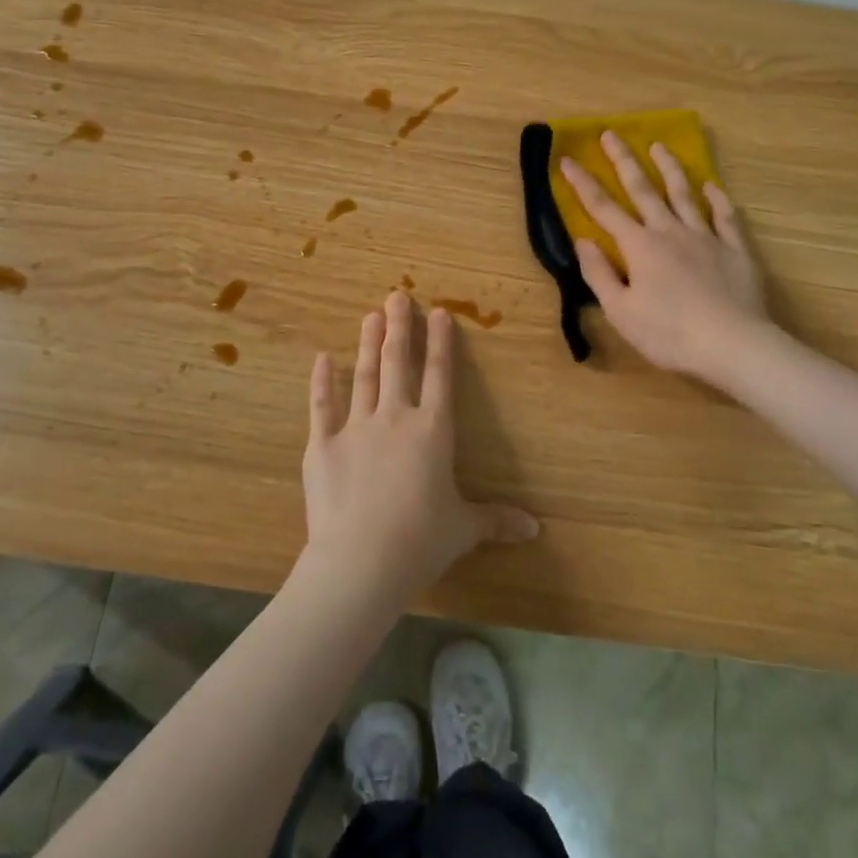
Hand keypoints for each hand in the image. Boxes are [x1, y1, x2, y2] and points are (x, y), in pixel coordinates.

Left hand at [301, 292, 538, 600]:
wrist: (361, 562)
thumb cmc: (421, 541)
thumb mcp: (464, 529)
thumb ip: (496, 521)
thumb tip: (536, 529)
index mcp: (433, 431)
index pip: (440, 375)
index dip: (440, 342)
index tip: (438, 312)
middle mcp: (396, 418)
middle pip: (398, 363)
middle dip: (399, 327)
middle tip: (397, 295)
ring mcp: (356, 427)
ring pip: (364, 375)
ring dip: (368, 343)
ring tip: (370, 315)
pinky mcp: (323, 445)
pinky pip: (322, 406)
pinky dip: (322, 382)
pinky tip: (321, 358)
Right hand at [560, 130, 769, 381]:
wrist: (733, 344)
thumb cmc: (669, 333)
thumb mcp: (621, 312)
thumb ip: (599, 274)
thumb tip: (582, 241)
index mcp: (639, 246)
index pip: (603, 208)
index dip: (583, 184)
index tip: (567, 159)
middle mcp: (670, 231)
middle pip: (643, 189)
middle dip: (623, 160)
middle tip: (611, 134)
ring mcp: (706, 237)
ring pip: (684, 194)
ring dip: (669, 169)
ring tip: (659, 146)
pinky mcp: (735, 249)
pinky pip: (725, 216)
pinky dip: (717, 198)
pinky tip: (711, 186)